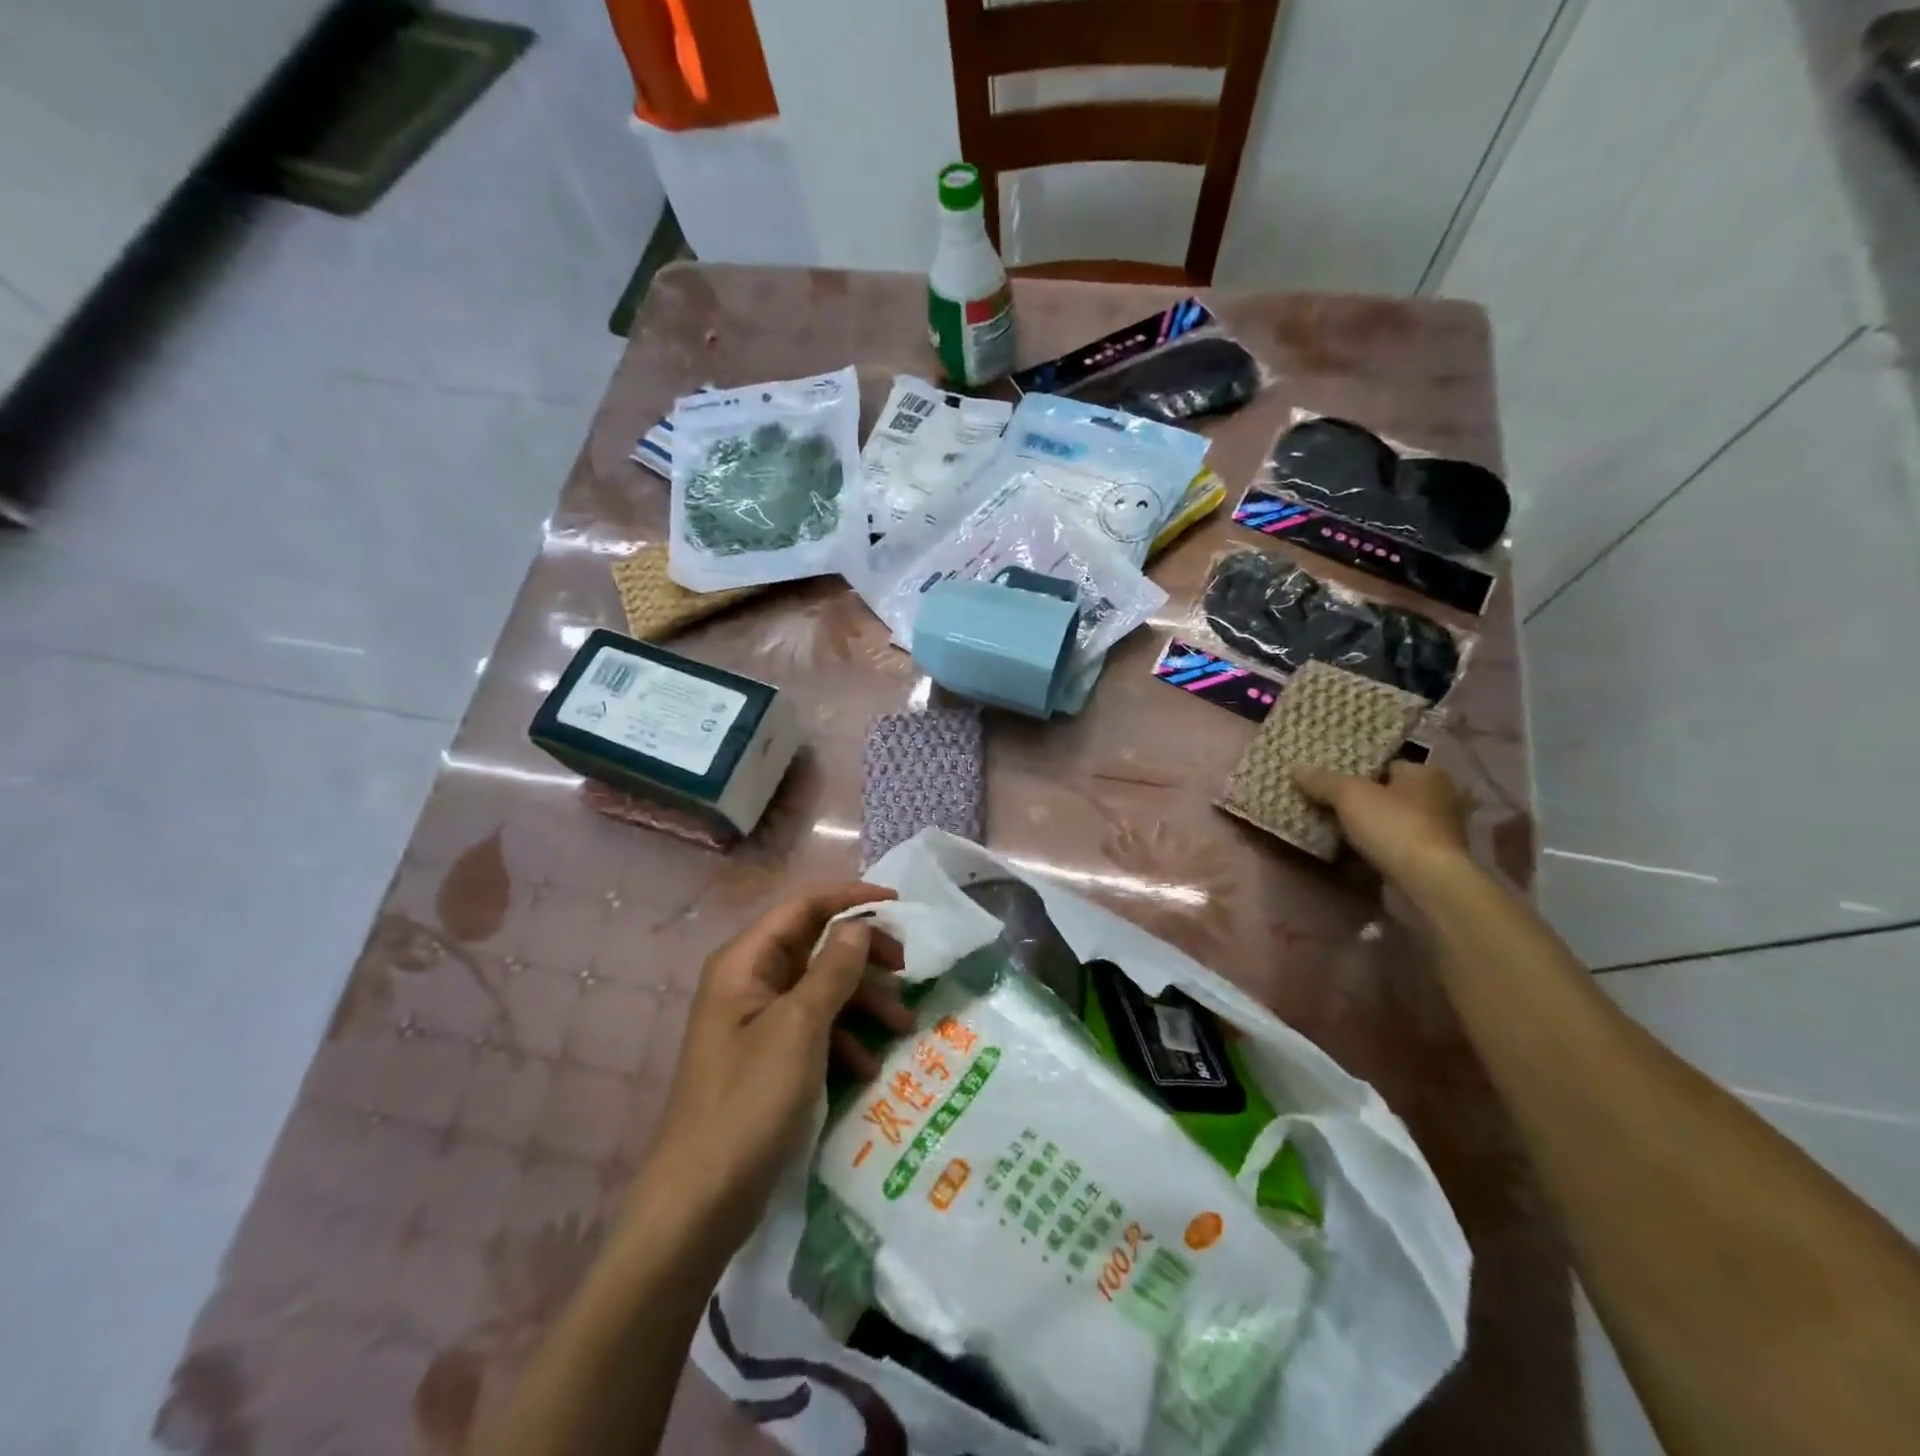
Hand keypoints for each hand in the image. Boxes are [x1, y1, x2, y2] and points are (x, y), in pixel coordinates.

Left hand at [635, 883, 910, 1255]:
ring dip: (863, 1002)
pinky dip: (845, 1038)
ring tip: (903, 1027)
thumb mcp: (800, 1027)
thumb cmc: (749, 1101)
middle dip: (863, 957)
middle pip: (816, 946)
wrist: (699, 1201)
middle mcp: (750, 981)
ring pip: (821, 989)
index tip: (899, 904)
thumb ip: (833, 968)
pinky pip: (815, 1029)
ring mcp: (758, 1022)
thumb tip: (857, 925)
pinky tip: (868, 1066)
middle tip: (907, 971)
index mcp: (745, 962)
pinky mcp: (768, 1058)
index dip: (852, 899)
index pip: (804, 906)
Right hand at [1294, 761, 1472, 889]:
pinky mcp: (1431, 862)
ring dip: (1369, 826)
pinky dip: (1376, 849)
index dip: (1358, 770)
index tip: (1330, 779)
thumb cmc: (1393, 826)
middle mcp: (1440, 799)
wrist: (1426, 883)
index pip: (1387, 764)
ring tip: (1333, 827)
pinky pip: (1394, 847)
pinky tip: (1351, 851)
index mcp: (1427, 774)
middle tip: (1327, 802)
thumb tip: (1296, 769)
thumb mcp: (1348, 794)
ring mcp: (1438, 834)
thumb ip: (1322, 780)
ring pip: (1392, 822)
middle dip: (1363, 799)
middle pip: (1389, 794)